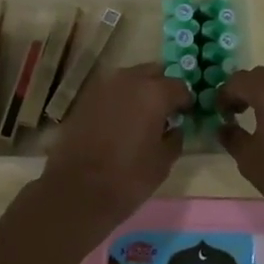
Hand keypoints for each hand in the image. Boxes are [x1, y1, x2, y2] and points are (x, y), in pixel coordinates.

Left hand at [41, 62, 191, 228]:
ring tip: (142, 116)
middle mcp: (130, 79)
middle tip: (165, 111)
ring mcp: (105, 85)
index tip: (186, 114)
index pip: (180, 86)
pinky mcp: (86, 96)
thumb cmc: (127, 178)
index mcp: (154, 92)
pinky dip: (121, 99)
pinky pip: (112, 90)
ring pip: (131, 78)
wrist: (76, 190)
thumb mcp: (163, 163)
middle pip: (154, 73)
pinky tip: (121, 121)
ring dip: (140, 90)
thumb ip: (175, 138)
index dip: (186, 101)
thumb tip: (175, 127)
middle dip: (162, 88)